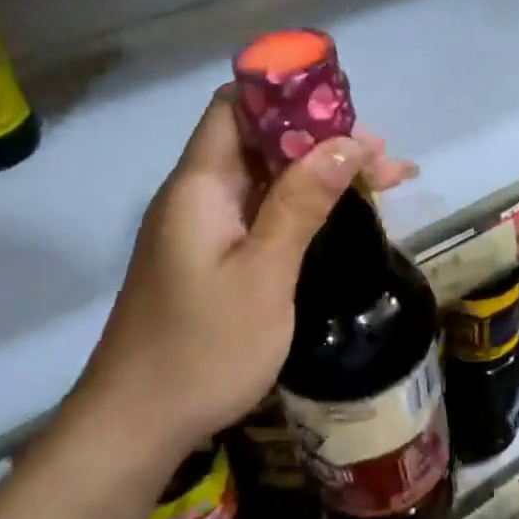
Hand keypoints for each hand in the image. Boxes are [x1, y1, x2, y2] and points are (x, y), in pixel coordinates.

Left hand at [68, 92, 411, 463]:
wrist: (136, 425)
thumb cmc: (203, 348)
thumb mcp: (263, 273)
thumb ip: (301, 203)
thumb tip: (345, 142)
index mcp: (200, 185)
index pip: (235, 106)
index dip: (285, 94)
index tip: (343, 106)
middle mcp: (196, 196)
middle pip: (259, 142)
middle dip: (320, 140)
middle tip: (382, 158)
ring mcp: (201, 229)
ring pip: (264, 180)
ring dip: (318, 175)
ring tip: (382, 181)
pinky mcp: (208, 258)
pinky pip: (259, 213)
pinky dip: (300, 207)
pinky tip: (339, 217)